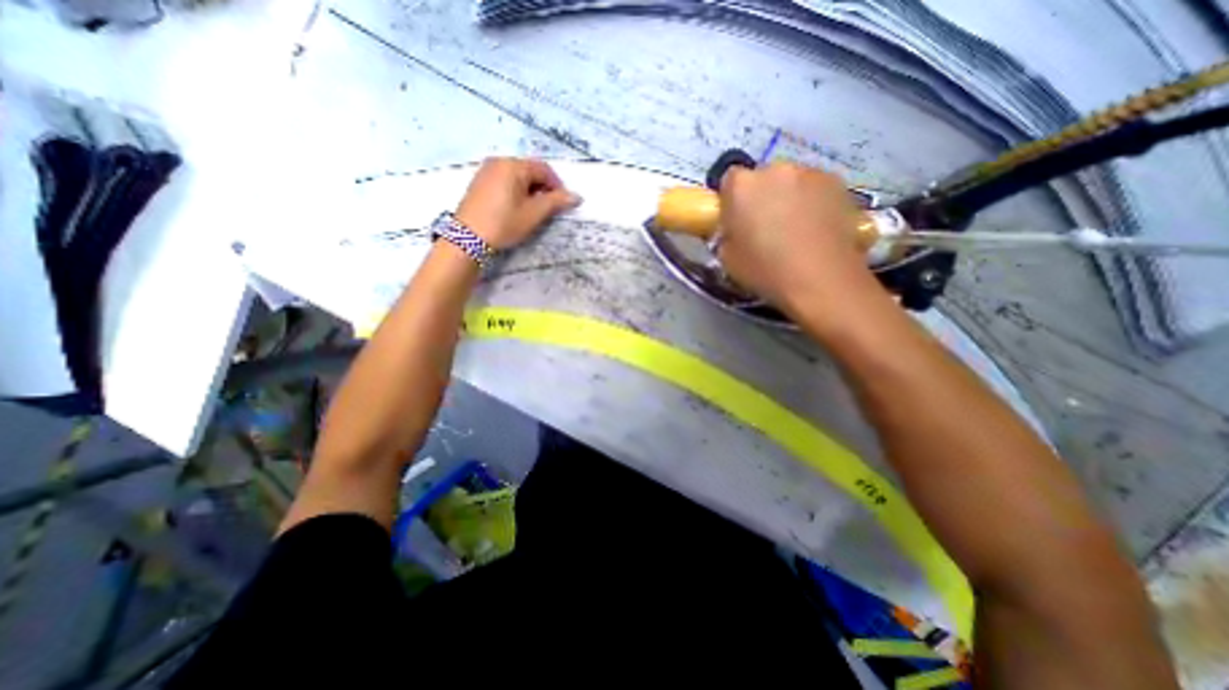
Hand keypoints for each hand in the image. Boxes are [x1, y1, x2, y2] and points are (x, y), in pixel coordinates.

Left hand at [453, 156, 580, 251]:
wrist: (468, 238)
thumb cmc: (504, 223)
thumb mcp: (533, 214)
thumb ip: (556, 202)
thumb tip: (576, 196)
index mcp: (514, 165)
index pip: (543, 169)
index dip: (557, 185)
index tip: (562, 203)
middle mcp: (499, 161)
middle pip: (529, 170)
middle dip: (543, 187)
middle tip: (548, 208)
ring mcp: (486, 170)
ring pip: (516, 176)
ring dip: (530, 190)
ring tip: (532, 210)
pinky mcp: (479, 182)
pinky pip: (504, 180)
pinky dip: (515, 191)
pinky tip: (516, 208)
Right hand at [718, 163, 878, 312]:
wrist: (822, 280)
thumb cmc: (766, 271)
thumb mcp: (728, 259)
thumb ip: (728, 235)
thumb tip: (736, 231)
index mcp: (742, 186)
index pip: (729, 180)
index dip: (731, 200)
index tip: (736, 221)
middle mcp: (775, 170)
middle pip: (763, 178)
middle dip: (761, 197)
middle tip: (765, 227)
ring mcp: (810, 173)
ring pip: (792, 182)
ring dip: (789, 198)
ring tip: (796, 231)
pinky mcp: (839, 184)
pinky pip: (816, 190)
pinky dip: (814, 204)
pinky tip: (817, 230)